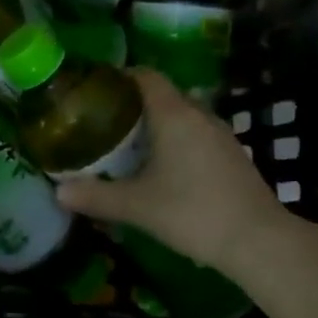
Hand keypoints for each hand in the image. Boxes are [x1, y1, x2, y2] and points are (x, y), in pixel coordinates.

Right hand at [55, 68, 285, 270]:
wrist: (258, 241)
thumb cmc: (192, 213)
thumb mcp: (137, 206)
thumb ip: (96, 196)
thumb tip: (58, 191)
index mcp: (174, 115)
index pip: (146, 76)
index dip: (120, 76)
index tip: (96, 89)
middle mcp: (199, 115)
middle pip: (163, 94)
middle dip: (133, 103)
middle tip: (104, 121)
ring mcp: (221, 135)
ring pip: (182, 116)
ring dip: (156, 124)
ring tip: (129, 144)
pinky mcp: (233, 155)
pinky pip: (196, 134)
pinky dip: (176, 140)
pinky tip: (163, 167)